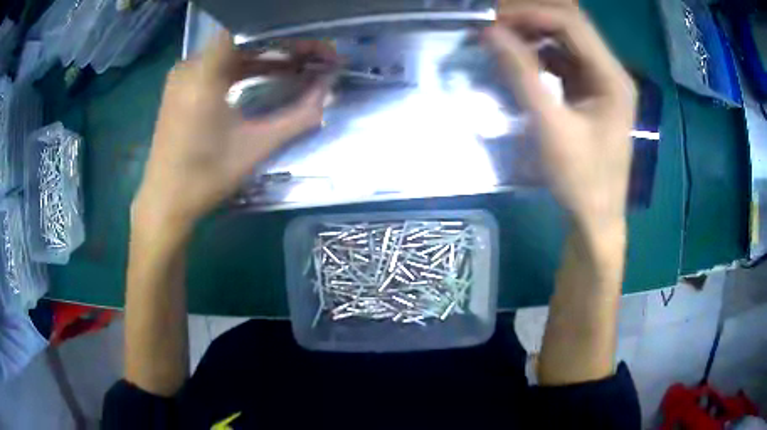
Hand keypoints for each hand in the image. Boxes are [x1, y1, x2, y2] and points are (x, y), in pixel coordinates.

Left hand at [134, 33, 333, 230]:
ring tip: (297, 65)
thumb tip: (329, 92)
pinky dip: (244, 67)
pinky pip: (218, 65)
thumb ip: (298, 116)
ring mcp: (182, 76)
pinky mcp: (181, 88)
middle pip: (242, 39)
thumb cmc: (205, 176)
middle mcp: (190, 66)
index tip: (312, 42)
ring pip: (231, 52)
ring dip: (264, 56)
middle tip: (313, 56)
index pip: (246, 29)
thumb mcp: (256, 147)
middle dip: (281, 45)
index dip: (283, 31)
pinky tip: (265, 76)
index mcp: (204, 74)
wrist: (165, 202)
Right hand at [484, 3, 635, 232]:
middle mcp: (610, 71)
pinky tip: (518, 57)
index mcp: (612, 78)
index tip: (493, 19)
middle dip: (531, 18)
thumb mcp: (552, 128)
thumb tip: (490, 32)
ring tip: (499, 36)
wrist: (596, 218)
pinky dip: (538, 53)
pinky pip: (563, 59)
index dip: (531, 13)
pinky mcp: (589, 92)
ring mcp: (601, 81)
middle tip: (493, 23)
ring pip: (565, 39)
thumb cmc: (581, 180)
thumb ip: (522, 75)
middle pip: (571, 25)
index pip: (572, 24)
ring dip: (532, 33)